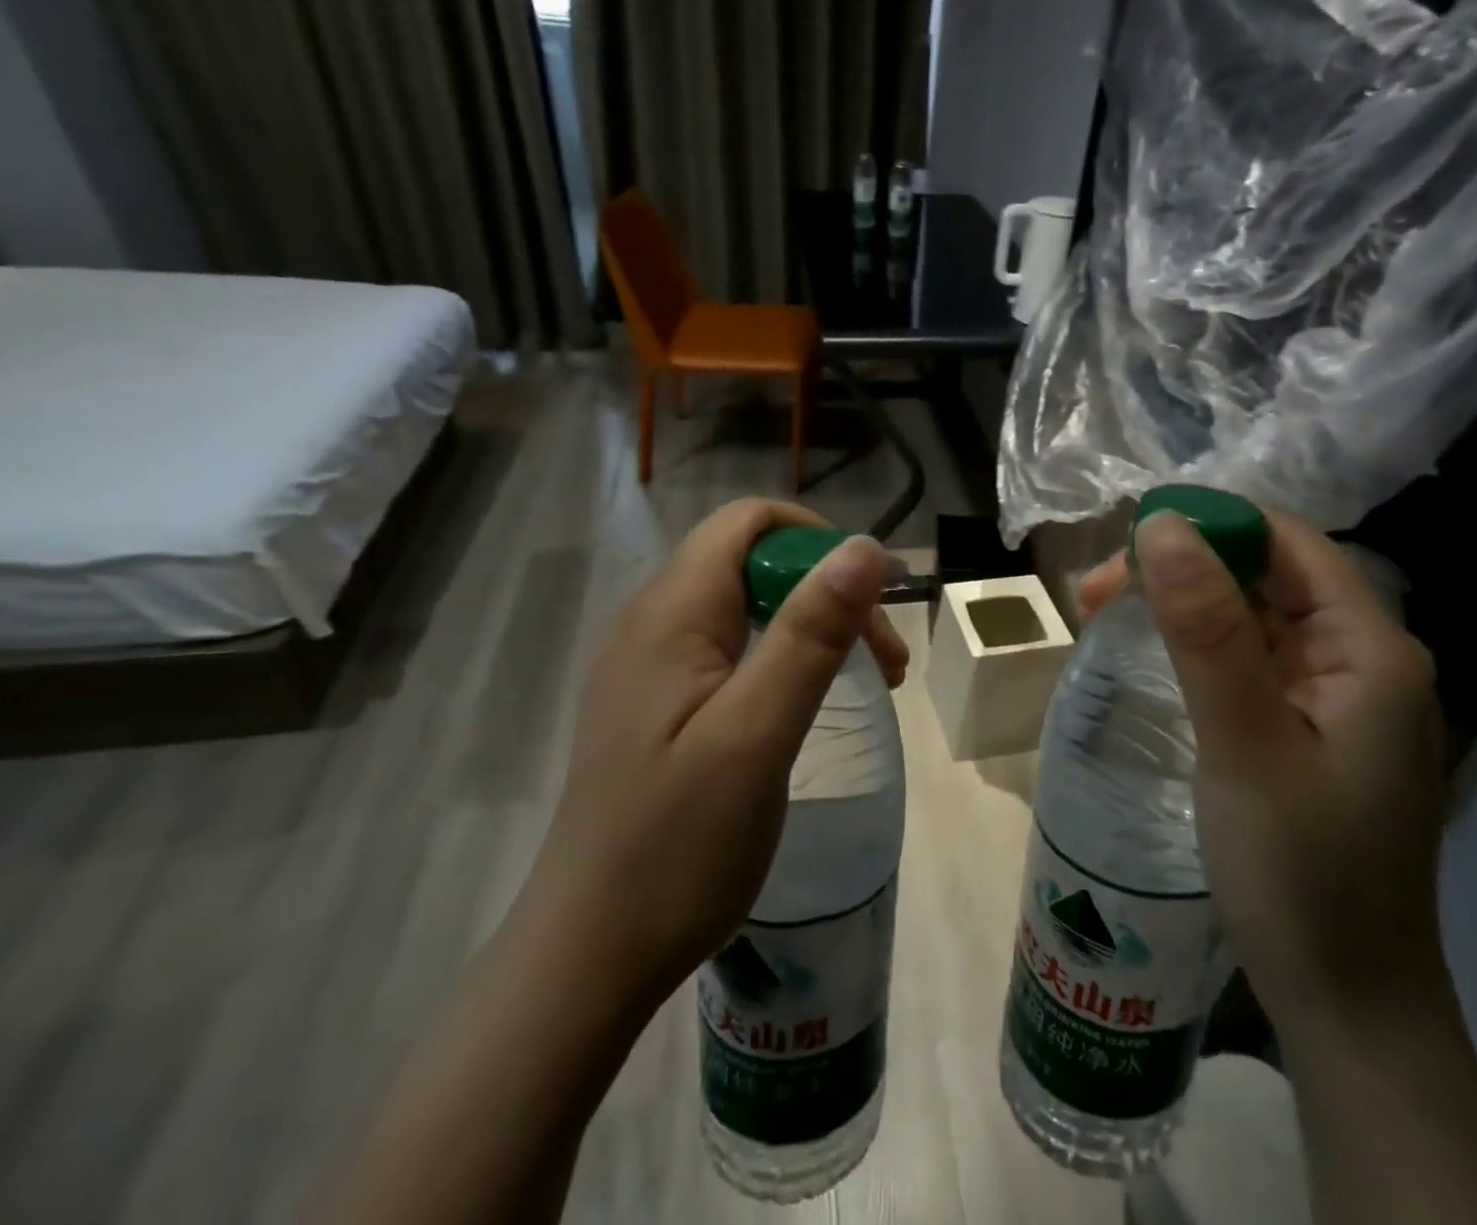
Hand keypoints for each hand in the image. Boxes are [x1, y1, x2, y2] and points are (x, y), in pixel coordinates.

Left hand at [525, 500, 907, 1014]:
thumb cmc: (677, 844)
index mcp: (670, 613)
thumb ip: (810, 633)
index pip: (747, 522)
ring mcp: (649, 666)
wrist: (589, 954)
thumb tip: (864, 547)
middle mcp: (651, 623)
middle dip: (827, 590)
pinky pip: (728, 649)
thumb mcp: (757, 732)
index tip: (876, 597)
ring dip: (812, 626)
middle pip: (752, 562)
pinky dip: (782, 657)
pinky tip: (805, 703)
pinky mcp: (655, 705)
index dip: (818, 540)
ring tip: (868, 680)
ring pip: (745, 606)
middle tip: (886, 660)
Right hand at [1125, 510, 1447, 1028]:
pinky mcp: (1312, 729)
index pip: (1285, 542)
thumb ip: (1205, 629)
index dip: (1205, 525)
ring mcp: (1338, 697)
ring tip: (1102, 617)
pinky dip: (1195, 647)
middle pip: (1266, 575)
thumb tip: (1162, 525)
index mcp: (1370, 649)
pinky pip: (1250, 659)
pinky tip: (1151, 658)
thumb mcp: (1243, 742)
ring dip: (1179, 605)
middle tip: (1092, 595)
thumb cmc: (1301, 874)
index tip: (1121, 547)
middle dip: (1178, 569)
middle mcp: (1363, 659)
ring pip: (1252, 616)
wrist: (1348, 1007)